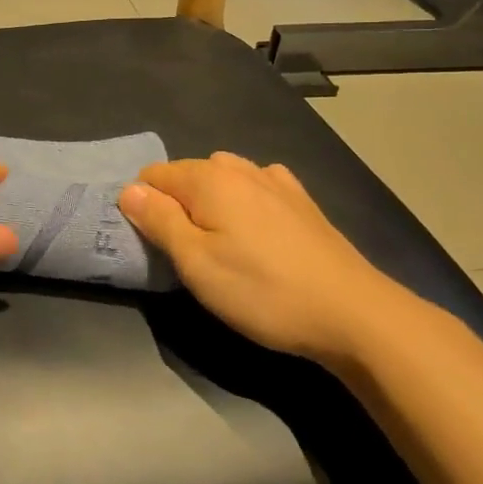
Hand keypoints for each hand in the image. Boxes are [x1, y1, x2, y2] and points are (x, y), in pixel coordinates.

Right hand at [118, 152, 415, 364]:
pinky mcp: (303, 202)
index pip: (153, 175)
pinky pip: (257, 188)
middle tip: (186, 253)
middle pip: (187, 175)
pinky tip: (257, 232)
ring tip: (221, 244)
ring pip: (223, 180)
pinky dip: (245, 203)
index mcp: (209, 179)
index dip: (143, 206)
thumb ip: (158, 221)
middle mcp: (240, 169)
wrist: (354, 314)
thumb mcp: (196, 263)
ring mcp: (276, 182)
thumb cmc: (262, 291)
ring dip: (211, 204)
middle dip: (177, 205)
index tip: (153, 244)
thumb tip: (128, 190)